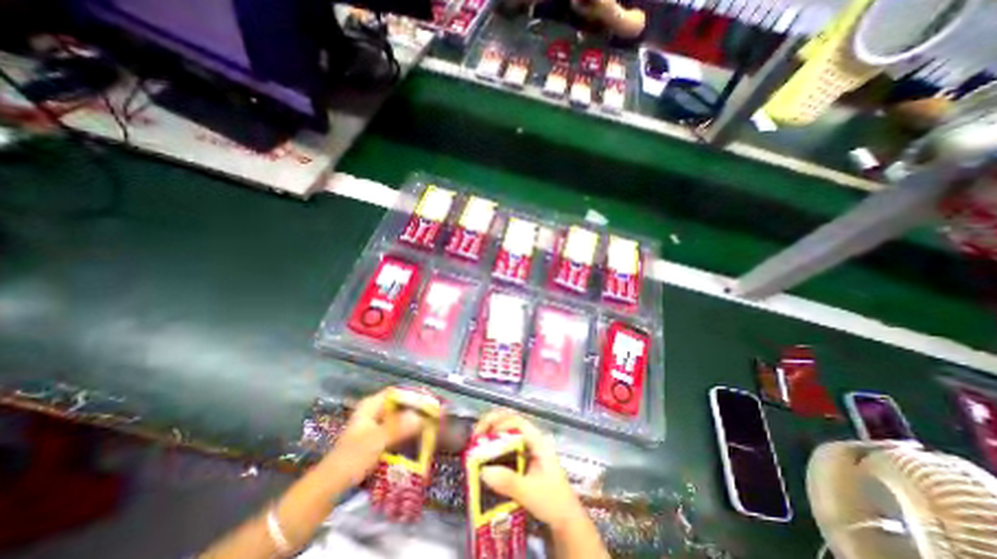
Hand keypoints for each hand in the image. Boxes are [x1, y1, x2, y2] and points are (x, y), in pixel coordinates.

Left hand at [323, 387, 423, 486]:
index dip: (413, 395)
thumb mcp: (377, 440)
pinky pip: (395, 432)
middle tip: (433, 416)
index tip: (430, 401)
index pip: (397, 392)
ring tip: (430, 427)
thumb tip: (423, 416)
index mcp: (371, 405)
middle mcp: (373, 412)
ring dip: (412, 423)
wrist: (329, 488)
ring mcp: (374, 426)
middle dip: (415, 410)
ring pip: (398, 419)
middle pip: (399, 405)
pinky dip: (406, 434)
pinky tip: (417, 440)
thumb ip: (400, 426)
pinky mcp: (375, 441)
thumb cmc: (351, 458)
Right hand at [473, 407, 585, 529]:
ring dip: (491, 433)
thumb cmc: (553, 502)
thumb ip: (508, 482)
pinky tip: (484, 455)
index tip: (483, 435)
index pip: (516, 421)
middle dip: (491, 423)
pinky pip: (506, 445)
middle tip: (475, 436)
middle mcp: (532, 439)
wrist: (567, 520)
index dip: (498, 423)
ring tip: (476, 443)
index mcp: (537, 441)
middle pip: (510, 420)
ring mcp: (528, 447)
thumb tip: (483, 471)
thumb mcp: (530, 493)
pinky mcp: (523, 458)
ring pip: (507, 431)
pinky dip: (494, 445)